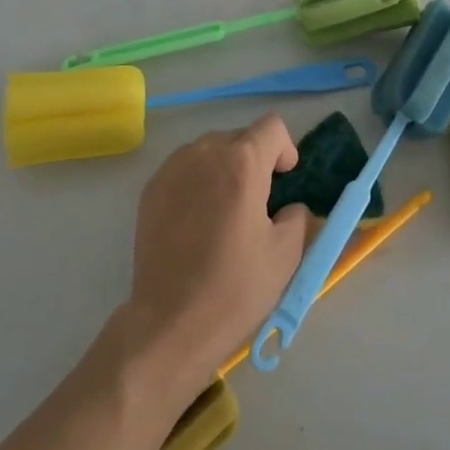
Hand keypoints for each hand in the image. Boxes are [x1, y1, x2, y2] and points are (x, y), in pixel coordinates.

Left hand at [120, 115, 313, 390]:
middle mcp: (206, 152)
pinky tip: (196, 221)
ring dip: (225, 168)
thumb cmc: (234, 288)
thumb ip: (297, 216)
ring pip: (210, 150)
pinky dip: (198, 181)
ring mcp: (173, 168)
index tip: (284, 181)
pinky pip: (185, 168)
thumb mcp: (286, 254)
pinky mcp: (152, 188)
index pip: (272, 126)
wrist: (169, 323)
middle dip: (255, 160)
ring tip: (224, 211)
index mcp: (243, 162)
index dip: (284, 149)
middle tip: (257, 203)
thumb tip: (290, 207)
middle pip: (240, 137)